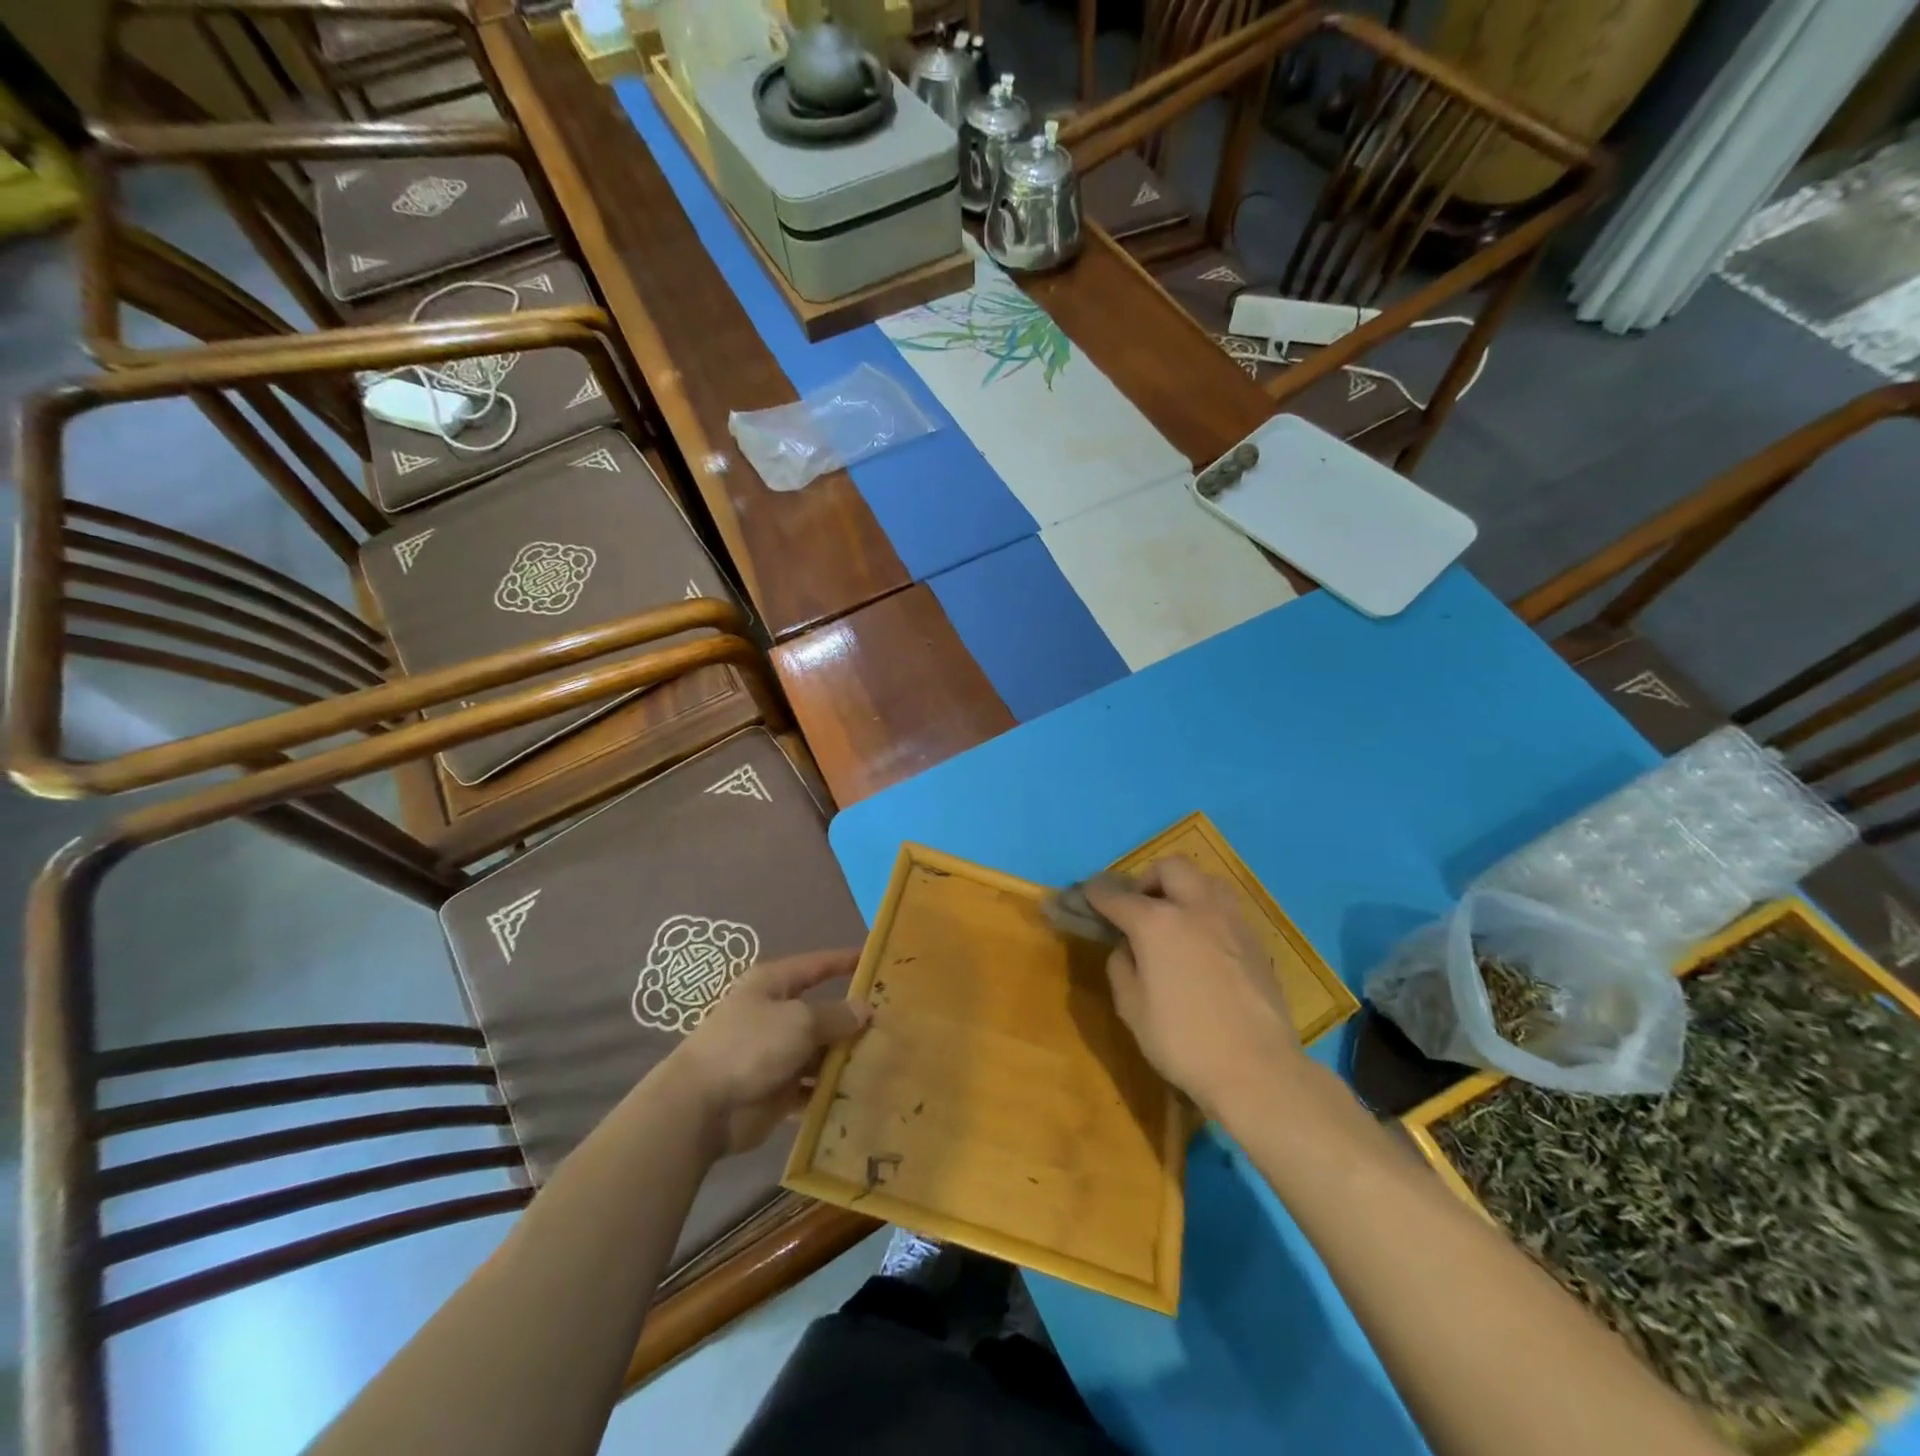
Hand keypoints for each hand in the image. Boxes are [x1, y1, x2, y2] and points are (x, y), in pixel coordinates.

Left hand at [667, 950, 870, 1155]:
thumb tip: (864, 1009)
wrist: (701, 1107)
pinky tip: (865, 1092)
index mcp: (773, 985)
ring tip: (889, 1059)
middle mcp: (775, 1015)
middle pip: (823, 1012)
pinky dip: (834, 1089)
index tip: (877, 960)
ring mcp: (776, 1054)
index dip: (845, 961)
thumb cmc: (750, 1046)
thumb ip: (836, 1015)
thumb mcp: (799, 1021)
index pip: (817, 965)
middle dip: (854, 1018)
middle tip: (896, 1021)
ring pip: (821, 1051)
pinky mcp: (778, 1090)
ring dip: (847, 1057)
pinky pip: (813, 1086)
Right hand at [1086, 859, 1303, 1117]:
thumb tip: (1127, 948)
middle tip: (1140, 907)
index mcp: (1157, 923)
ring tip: (1175, 917)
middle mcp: (1195, 908)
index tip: (1089, 894)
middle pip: (1170, 868)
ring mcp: (1230, 920)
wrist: (1258, 1069)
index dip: (1098, 893)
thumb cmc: (1184, 1042)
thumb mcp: (1132, 1009)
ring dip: (1183, 888)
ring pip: (1205, 879)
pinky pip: (1225, 906)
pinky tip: (1203, 941)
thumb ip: (1121, 967)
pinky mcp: (1255, 939)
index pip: (1118, 896)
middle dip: (1148, 879)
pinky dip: (1207, 909)